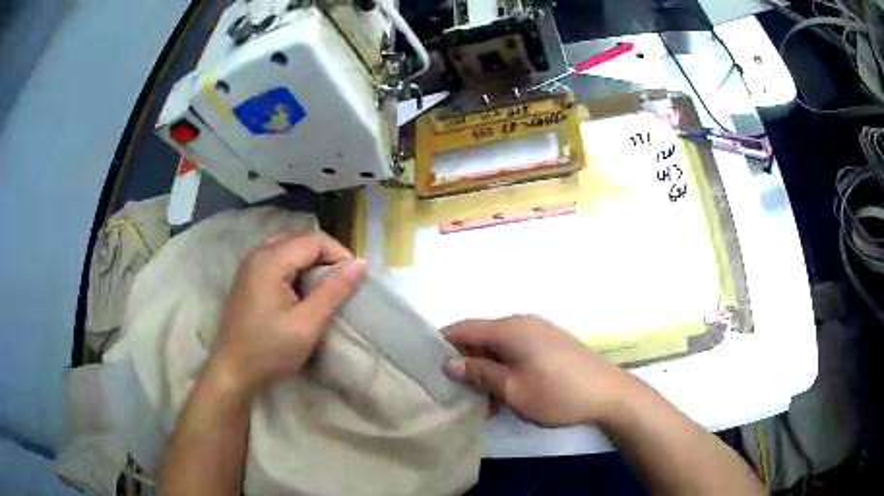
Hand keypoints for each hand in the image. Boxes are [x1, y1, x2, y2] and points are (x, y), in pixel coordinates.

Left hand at [207, 229, 365, 397]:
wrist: (233, 370)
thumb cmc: (270, 349)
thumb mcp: (307, 324)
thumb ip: (334, 291)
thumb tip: (361, 264)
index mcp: (270, 260)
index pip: (314, 240)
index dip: (339, 254)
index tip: (354, 279)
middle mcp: (257, 253)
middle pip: (300, 237)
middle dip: (326, 253)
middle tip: (342, 279)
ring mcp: (249, 264)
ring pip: (288, 245)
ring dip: (310, 258)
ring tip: (325, 282)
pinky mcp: (247, 276)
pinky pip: (276, 256)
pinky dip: (295, 264)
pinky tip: (301, 286)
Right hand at [443, 315, 634, 426]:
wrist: (608, 393)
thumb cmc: (556, 393)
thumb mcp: (512, 389)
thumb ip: (479, 373)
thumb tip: (449, 362)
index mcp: (510, 329)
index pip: (465, 328)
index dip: (443, 342)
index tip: (427, 362)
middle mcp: (523, 323)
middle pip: (482, 337)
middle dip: (467, 362)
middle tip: (456, 390)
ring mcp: (540, 331)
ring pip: (500, 347)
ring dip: (487, 369)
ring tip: (483, 400)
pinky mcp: (551, 342)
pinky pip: (518, 351)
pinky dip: (505, 368)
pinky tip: (506, 393)